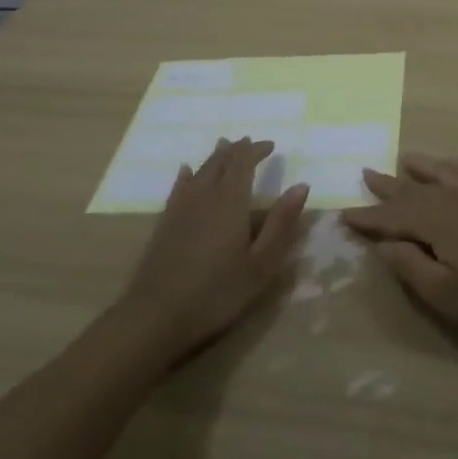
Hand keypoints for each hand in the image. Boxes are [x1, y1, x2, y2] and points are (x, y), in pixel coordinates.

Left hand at [121, 138, 308, 355]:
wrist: (156, 317)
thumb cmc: (218, 292)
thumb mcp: (261, 264)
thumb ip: (281, 223)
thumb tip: (301, 185)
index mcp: (231, 201)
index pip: (244, 163)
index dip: (257, 150)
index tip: (271, 145)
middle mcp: (205, 196)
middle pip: (220, 162)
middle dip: (236, 149)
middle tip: (249, 142)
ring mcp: (181, 208)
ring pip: (200, 171)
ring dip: (215, 156)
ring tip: (223, 146)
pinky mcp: (164, 224)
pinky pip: (178, 187)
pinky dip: (187, 175)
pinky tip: (186, 171)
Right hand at [340, 143, 457, 337]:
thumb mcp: (446, 293)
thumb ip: (411, 266)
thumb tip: (383, 244)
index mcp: (435, 223)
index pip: (392, 218)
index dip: (367, 218)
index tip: (343, 213)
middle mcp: (455, 199)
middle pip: (415, 190)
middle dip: (389, 186)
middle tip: (367, 173)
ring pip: (447, 172)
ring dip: (425, 166)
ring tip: (408, 157)